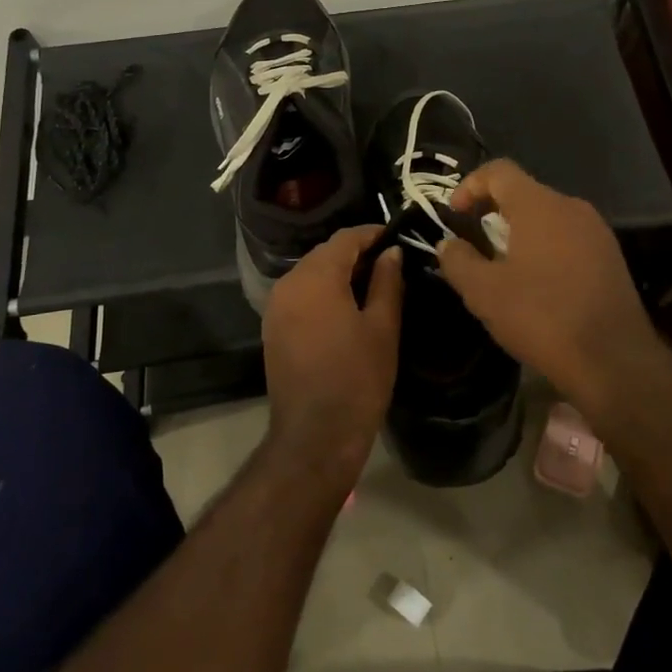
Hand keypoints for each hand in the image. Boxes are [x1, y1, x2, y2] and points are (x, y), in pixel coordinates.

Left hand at [261, 225, 402, 492]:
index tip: (398, 238)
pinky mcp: (272, 328)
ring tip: (373, 285)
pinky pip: (301, 295)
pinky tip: (347, 307)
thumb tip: (392, 252)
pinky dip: (323, 292)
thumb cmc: (357, 379)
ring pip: (311, 273)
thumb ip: (387, 282)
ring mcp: (275, 306)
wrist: (315, 437)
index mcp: (315, 276)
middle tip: (391, 263)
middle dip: (357, 253)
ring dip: (339, 273)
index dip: (373, 234)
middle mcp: (289, 283)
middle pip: (325, 253)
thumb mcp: (383, 327)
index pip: (346, 238)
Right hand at [436, 160, 660, 418]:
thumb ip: (458, 260)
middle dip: (493, 211)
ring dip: (519, 232)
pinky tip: (537, 283)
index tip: (454, 216)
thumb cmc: (542, 317)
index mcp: (539, 205)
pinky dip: (544, 247)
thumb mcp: (484, 293)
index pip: (499, 170)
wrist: (614, 361)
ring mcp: (596, 231)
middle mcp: (571, 207)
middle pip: (524, 192)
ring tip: (503, 267)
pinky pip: (567, 237)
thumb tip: (448, 243)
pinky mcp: (610, 256)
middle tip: (474, 244)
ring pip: (547, 216)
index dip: (469, 185)